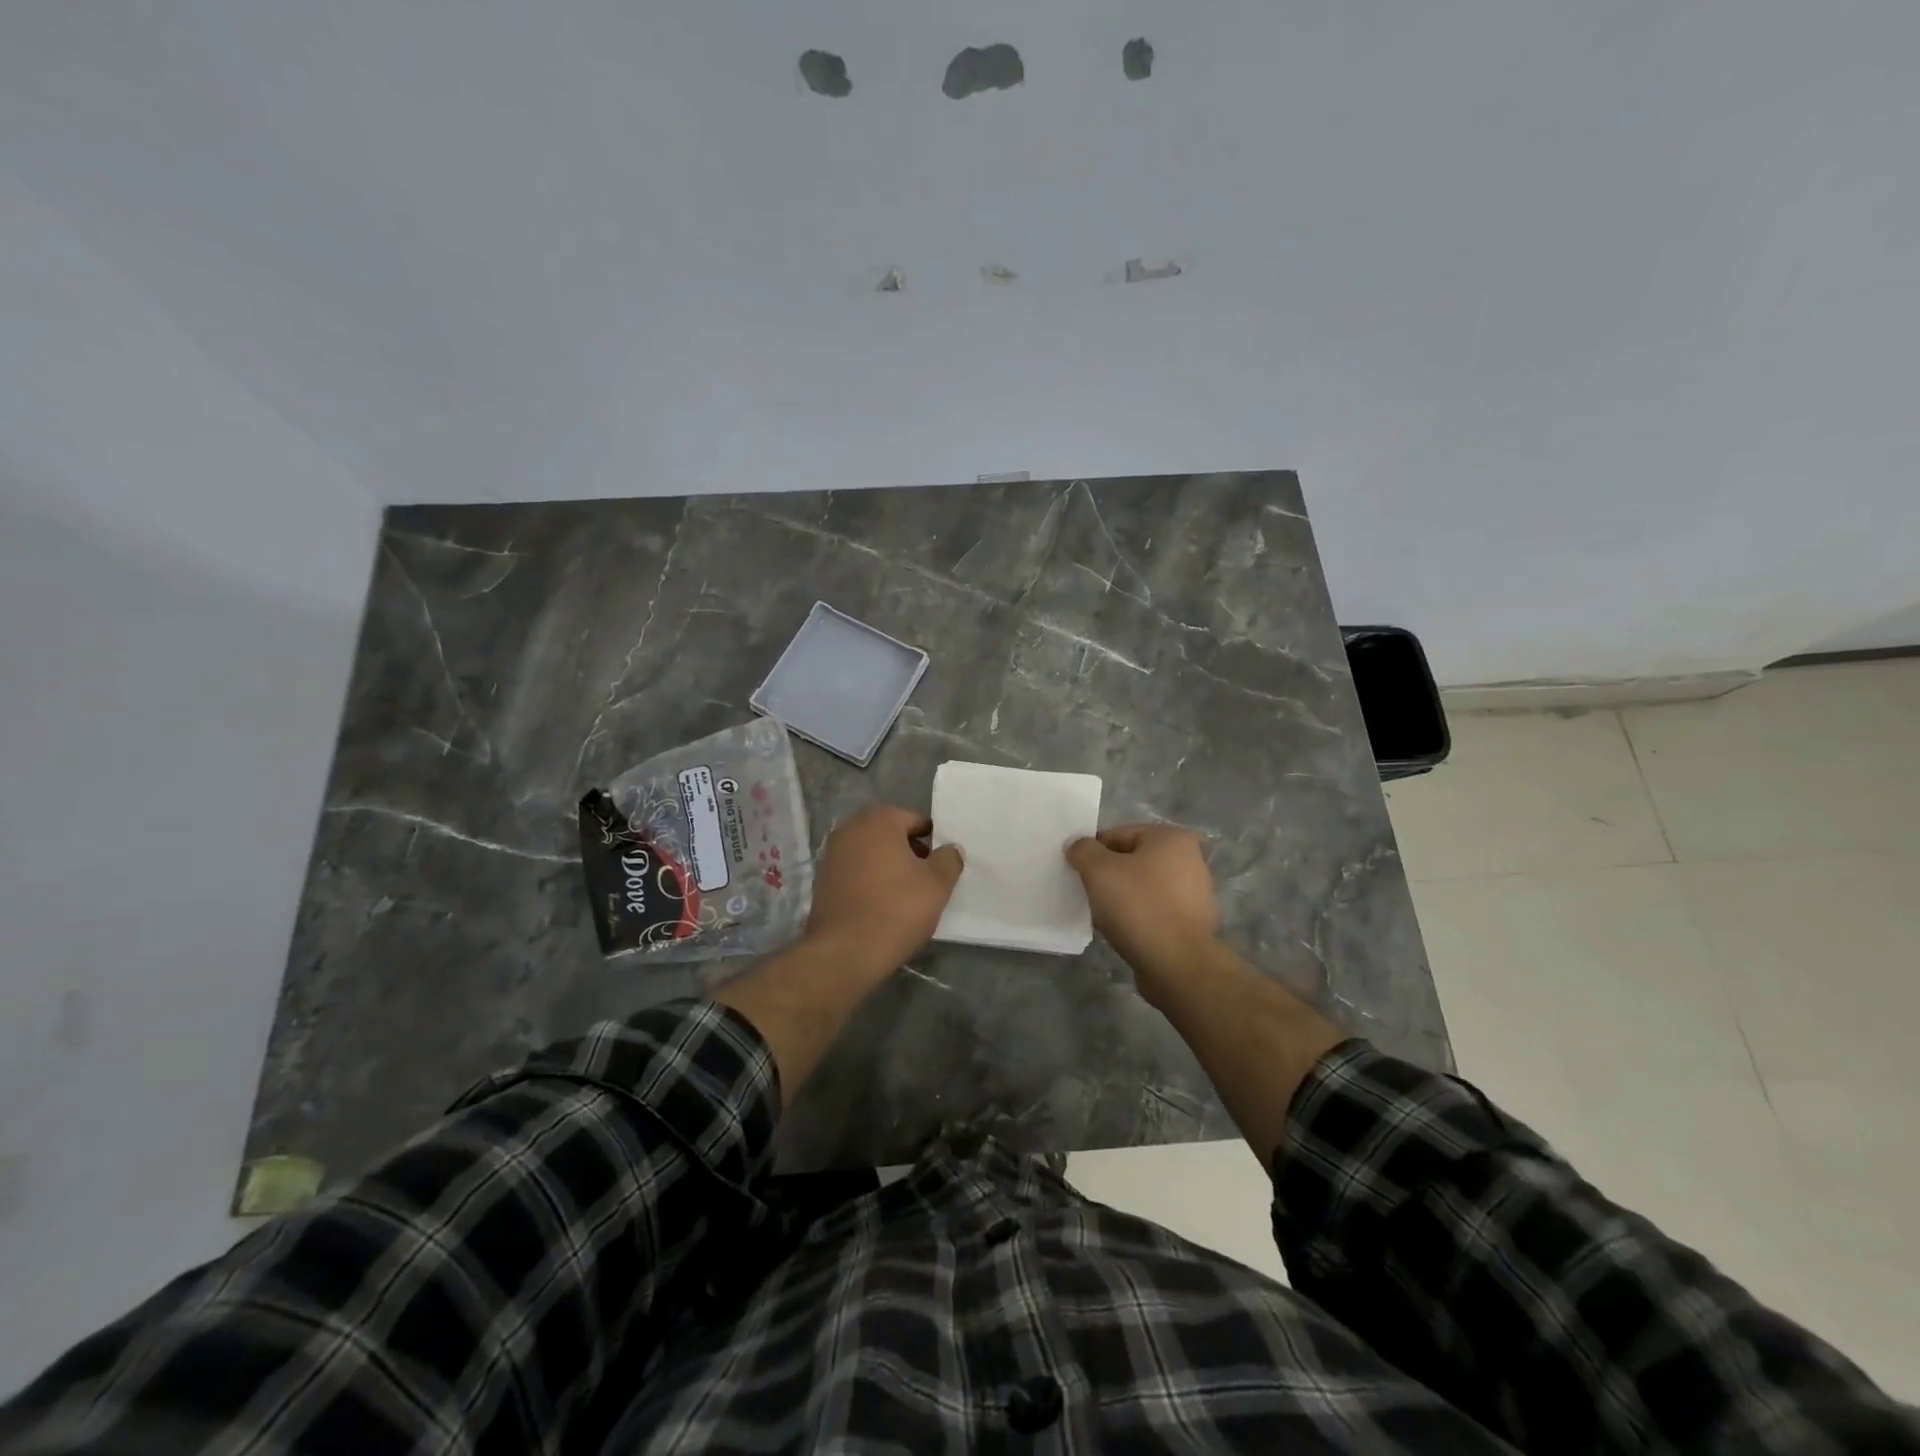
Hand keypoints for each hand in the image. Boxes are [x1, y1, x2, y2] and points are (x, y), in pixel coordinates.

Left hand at [805, 804, 964, 977]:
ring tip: (906, 897)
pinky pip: (855, 873)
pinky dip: (870, 882)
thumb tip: (950, 849)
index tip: (942, 866)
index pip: (916, 821)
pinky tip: (882, 906)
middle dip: (910, 853)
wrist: (845, 952)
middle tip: (928, 881)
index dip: (933, 842)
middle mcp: (850, 828)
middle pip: (891, 835)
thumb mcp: (937, 884)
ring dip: (889, 868)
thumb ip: (949, 859)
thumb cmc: (896, 909)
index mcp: (879, 820)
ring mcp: (832, 854)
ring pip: (872, 855)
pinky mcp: (822, 881)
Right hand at [1065, 824, 1217, 987]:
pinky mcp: (1193, 923)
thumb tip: (1077, 846)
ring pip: (1143, 888)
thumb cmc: (1138, 907)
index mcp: (1172, 838)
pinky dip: (1138, 918)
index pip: (1119, 835)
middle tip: (1090, 894)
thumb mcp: (1098, 870)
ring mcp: (1195, 893)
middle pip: (1132, 861)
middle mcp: (1190, 860)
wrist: (1177, 965)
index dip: (1093, 852)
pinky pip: (1155, 912)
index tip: (1079, 873)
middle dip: (1109, 876)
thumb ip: (1083, 850)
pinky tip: (1123, 932)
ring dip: (1122, 898)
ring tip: (1104, 917)